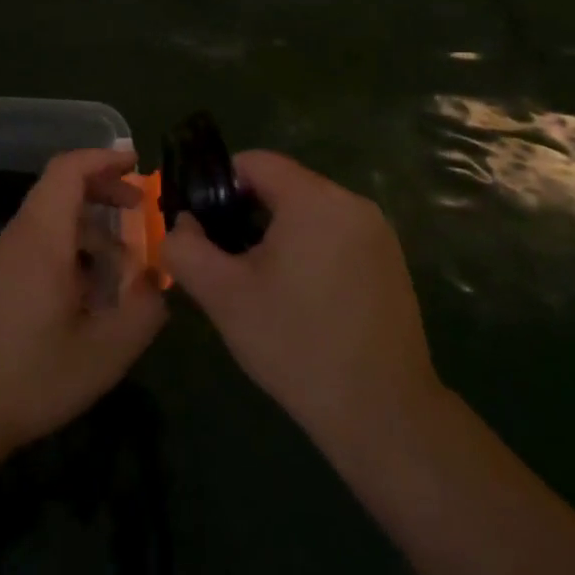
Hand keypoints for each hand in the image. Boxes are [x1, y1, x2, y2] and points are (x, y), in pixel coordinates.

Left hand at [0, 148, 166, 456]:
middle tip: (140, 212)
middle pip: (61, 192)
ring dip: (92, 233)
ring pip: (52, 224)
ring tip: (125, 269)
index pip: (68, 170)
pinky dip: (71, 254)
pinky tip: (89, 298)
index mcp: (41, 239)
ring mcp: (0, 261)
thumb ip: (144, 312)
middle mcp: (17, 238)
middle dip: (105, 193)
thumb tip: (158, 283)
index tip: (137, 165)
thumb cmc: (29, 378)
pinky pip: (38, 249)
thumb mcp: (105, 353)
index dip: (104, 159)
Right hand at [162, 151, 440, 462]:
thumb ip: (185, 249)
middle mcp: (352, 203)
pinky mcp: (392, 262)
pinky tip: (302, 300)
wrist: (381, 412)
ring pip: (310, 213)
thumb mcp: (223, 296)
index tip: (203, 227)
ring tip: (262, 285)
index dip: (219, 185)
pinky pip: (337, 236)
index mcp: (314, 199)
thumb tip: (182, 225)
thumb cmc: (295, 344)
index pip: (254, 162)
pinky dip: (311, 251)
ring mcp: (378, 233)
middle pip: (283, 186)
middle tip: (228, 263)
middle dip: (247, 215)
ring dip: (279, 235)